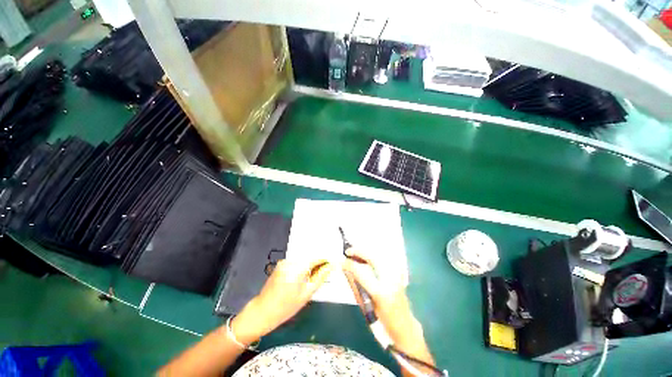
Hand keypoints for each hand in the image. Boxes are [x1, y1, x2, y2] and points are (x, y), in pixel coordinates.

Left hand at [232, 258, 332, 343]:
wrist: (263, 311)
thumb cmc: (286, 307)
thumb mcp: (306, 294)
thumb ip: (320, 277)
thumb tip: (331, 266)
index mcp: (297, 269)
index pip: (316, 257)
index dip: (326, 259)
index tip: (332, 263)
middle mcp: (290, 261)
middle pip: (310, 256)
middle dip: (318, 262)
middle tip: (324, 271)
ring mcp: (285, 261)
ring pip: (304, 258)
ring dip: (311, 263)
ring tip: (313, 276)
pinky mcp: (282, 262)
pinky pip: (297, 260)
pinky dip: (303, 265)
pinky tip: (303, 275)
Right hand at [343, 248, 433, 365]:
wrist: (404, 327)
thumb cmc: (381, 322)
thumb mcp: (364, 306)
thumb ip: (355, 285)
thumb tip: (346, 268)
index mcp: (380, 292)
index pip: (361, 271)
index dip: (349, 264)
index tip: (341, 261)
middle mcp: (389, 279)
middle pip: (372, 257)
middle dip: (358, 251)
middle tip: (348, 251)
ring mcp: (396, 275)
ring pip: (378, 255)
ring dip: (365, 252)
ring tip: (355, 254)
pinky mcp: (399, 273)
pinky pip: (384, 259)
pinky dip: (373, 256)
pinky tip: (366, 259)